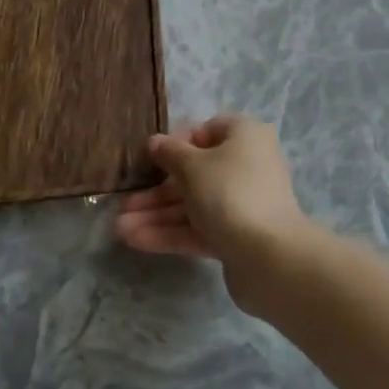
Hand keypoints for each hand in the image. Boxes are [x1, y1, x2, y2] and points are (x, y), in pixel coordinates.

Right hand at [115, 116, 317, 313]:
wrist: (269, 256)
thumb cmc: (229, 192)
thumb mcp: (192, 166)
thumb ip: (170, 153)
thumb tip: (156, 142)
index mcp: (244, 136)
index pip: (206, 131)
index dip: (176, 143)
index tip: (149, 160)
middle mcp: (247, 165)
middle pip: (195, 172)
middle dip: (157, 189)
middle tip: (125, 202)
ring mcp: (243, 203)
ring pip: (194, 204)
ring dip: (157, 214)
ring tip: (119, 228)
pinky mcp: (237, 236)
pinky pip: (199, 228)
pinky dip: (170, 232)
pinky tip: (135, 240)